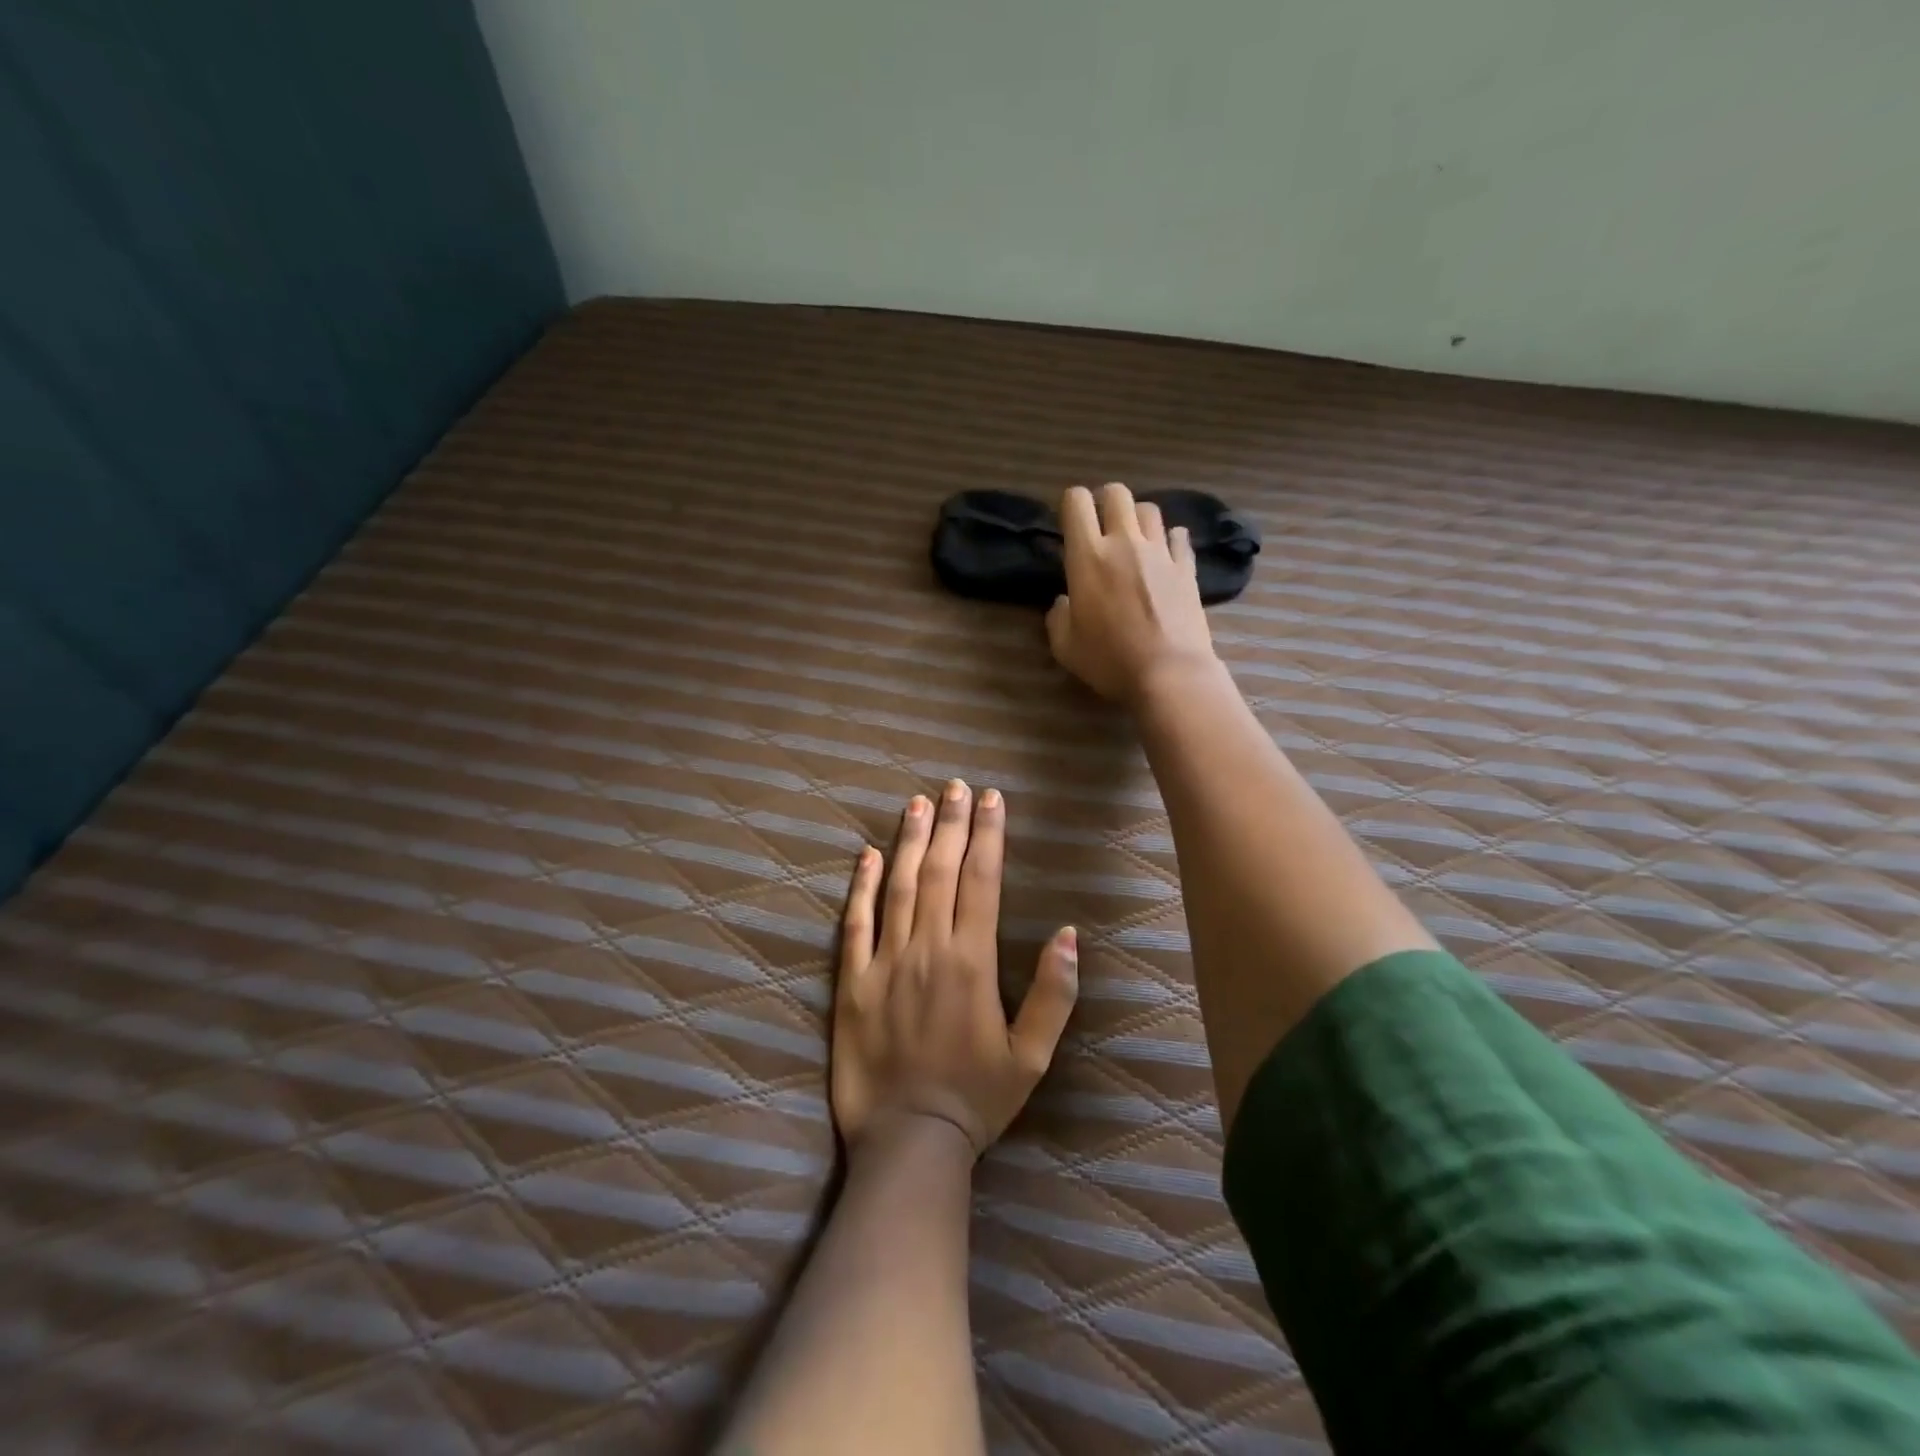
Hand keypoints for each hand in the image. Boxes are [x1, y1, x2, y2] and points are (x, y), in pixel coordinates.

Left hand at [833, 781, 1078, 1157]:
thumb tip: (1070, 934)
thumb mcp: (1032, 1056)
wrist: (909, 1143)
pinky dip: (861, 886)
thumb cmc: (977, 1100)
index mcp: (971, 962)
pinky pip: (855, 924)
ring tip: (917, 803)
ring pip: (898, 886)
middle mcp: (927, 950)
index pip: (981, 881)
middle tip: (955, 786)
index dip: (988, 835)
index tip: (991, 799)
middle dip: (950, 824)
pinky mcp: (852, 983)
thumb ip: (1053, 993)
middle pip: (940, 872)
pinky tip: (867, 855)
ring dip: (909, 841)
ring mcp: (885, 963)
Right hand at [1046, 482, 1218, 705]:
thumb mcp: (1065, 646)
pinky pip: (1179, 537)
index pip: (1076, 501)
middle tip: (1102, 526)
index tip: (1070, 525)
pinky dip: (1169, 540)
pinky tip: (1164, 556)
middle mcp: (1124, 543)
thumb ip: (1058, 616)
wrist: (1170, 674)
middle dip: (1106, 501)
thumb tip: (1064, 601)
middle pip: (1118, 493)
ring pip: (1150, 509)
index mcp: (1088, 557)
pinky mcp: (1187, 568)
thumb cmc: (1110, 661)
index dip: (1071, 505)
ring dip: (1137, 519)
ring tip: (1134, 540)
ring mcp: (1160, 552)